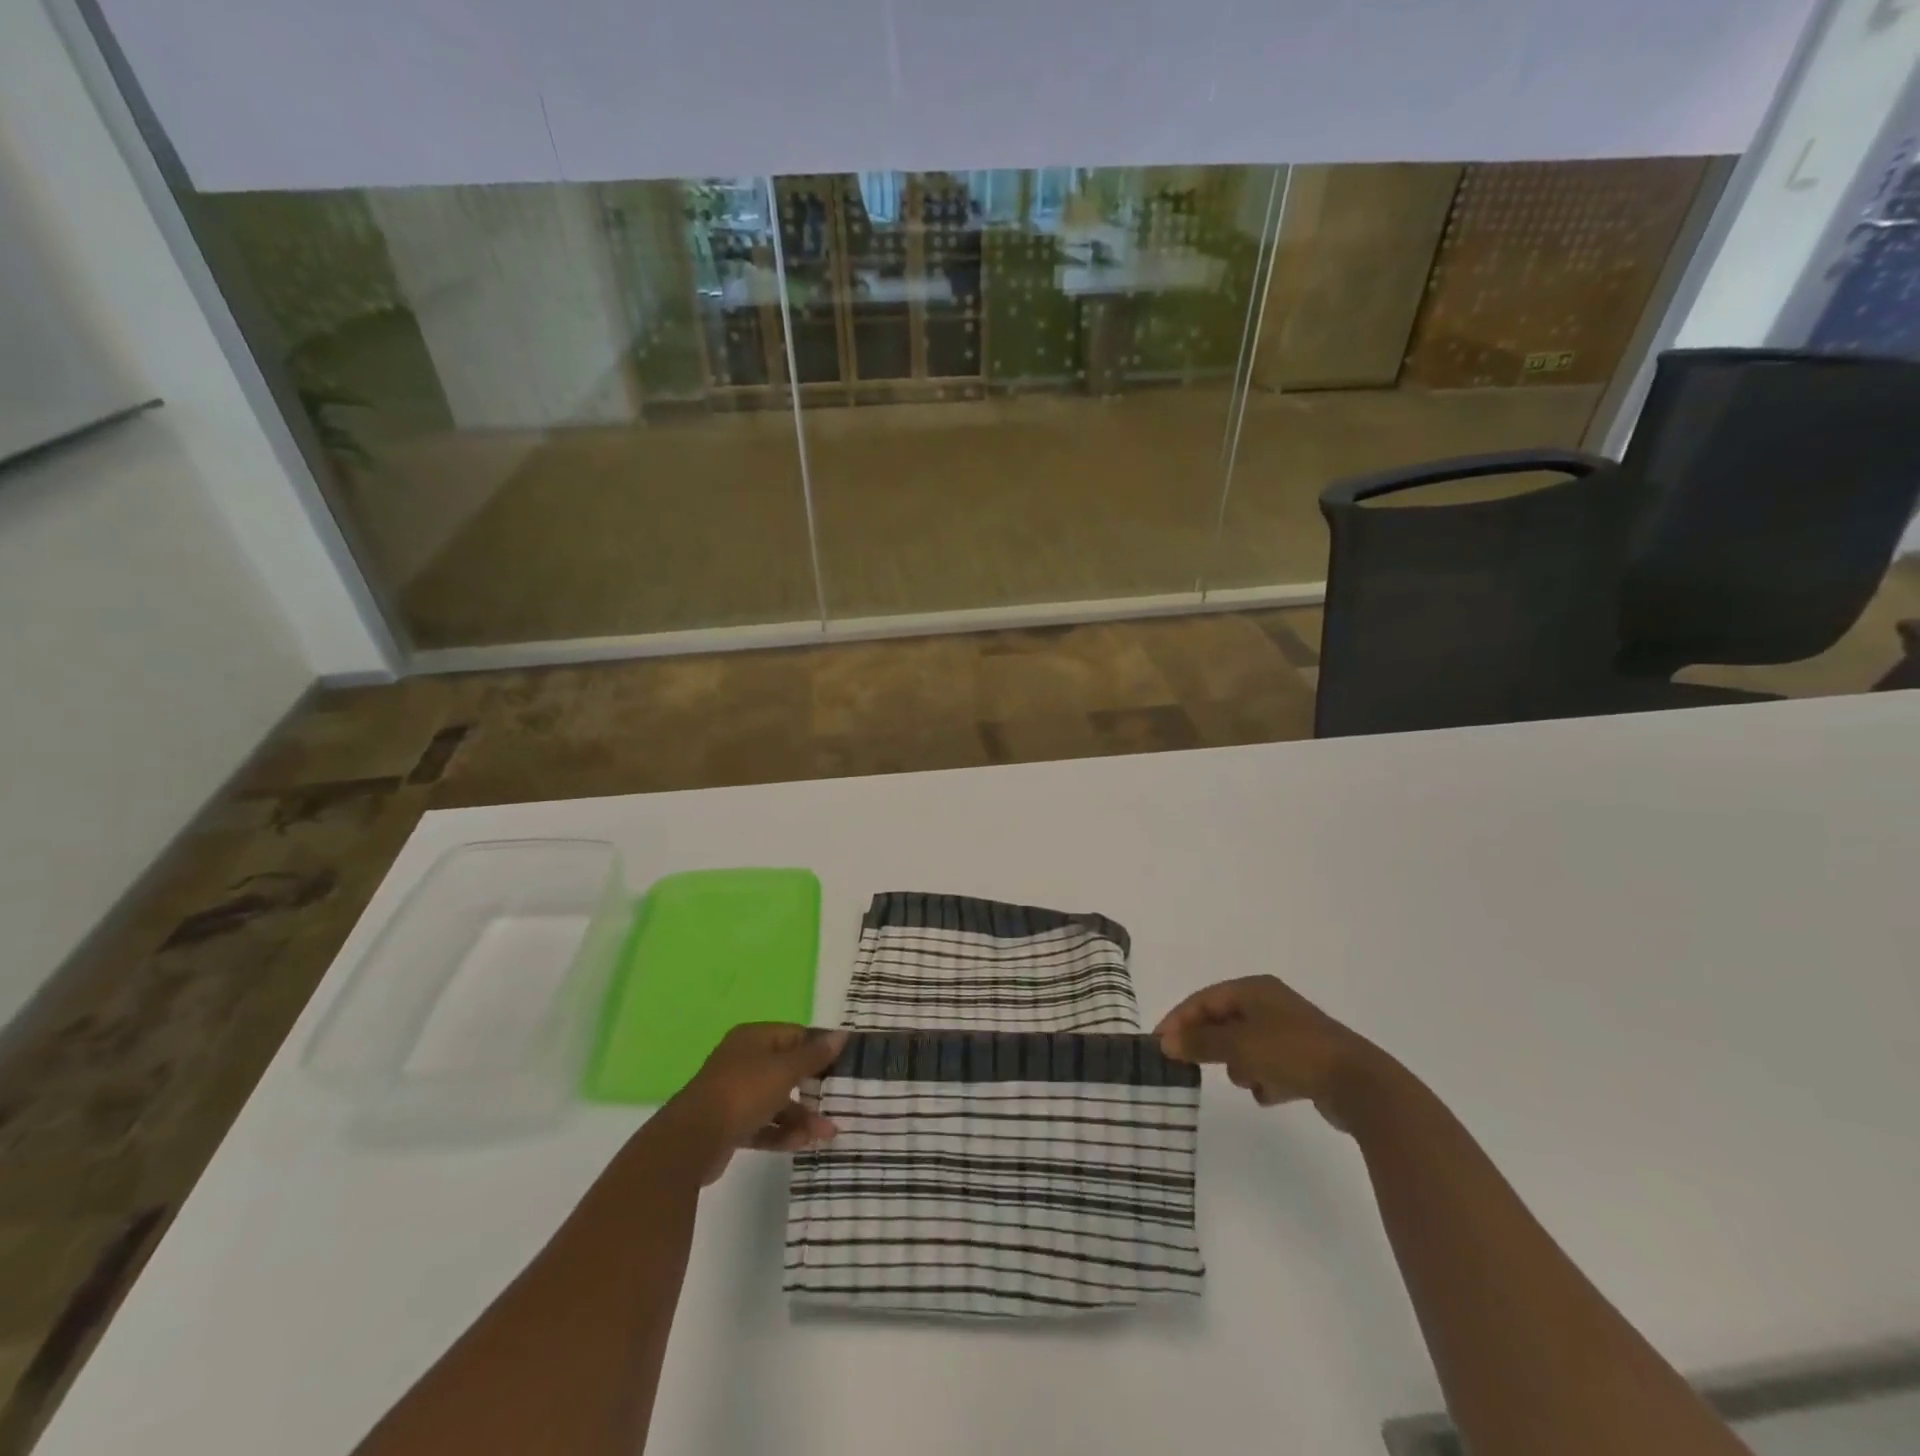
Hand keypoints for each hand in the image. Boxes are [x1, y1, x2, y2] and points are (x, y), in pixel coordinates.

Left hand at [657, 1023, 847, 1183]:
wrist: (691, 1141)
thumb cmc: (743, 1093)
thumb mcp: (784, 1071)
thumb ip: (814, 1056)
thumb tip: (841, 1035)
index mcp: (754, 1038)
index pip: (794, 1035)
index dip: (819, 1048)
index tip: (843, 1065)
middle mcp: (744, 1061)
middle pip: (786, 1069)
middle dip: (813, 1087)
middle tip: (838, 1100)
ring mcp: (735, 1093)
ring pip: (776, 1100)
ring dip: (802, 1116)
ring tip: (827, 1134)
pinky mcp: (729, 1124)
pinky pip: (763, 1124)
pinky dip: (782, 1132)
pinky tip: (803, 1144)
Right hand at [1155, 976, 1387, 1127]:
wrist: (1358, 1084)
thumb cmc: (1291, 1053)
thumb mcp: (1238, 1046)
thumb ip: (1200, 1043)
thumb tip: (1166, 1042)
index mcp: (1254, 989)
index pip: (1204, 999)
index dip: (1179, 1020)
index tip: (1160, 1045)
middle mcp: (1271, 1004)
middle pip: (1224, 1021)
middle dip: (1209, 1043)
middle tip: (1187, 1064)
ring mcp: (1291, 1031)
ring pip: (1246, 1045)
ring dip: (1239, 1064)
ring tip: (1244, 1081)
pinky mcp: (1307, 1059)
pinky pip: (1270, 1065)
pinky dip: (1264, 1078)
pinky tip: (1269, 1095)